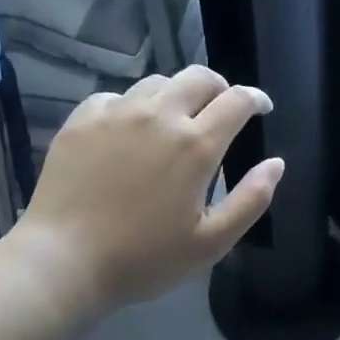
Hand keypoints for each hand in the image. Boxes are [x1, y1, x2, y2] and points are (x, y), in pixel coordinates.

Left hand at [8, 65, 282, 314]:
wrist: (63, 262)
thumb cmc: (143, 259)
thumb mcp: (211, 242)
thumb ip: (251, 199)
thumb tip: (276, 163)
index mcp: (196, 145)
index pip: (237, 100)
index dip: (255, 98)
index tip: (261, 108)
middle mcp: (159, 116)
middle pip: (199, 77)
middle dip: (219, 87)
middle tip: (221, 109)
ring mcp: (117, 113)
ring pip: (158, 82)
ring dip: (176, 94)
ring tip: (175, 119)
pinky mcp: (82, 120)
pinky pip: (116, 96)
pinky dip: (133, 105)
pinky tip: (129, 129)